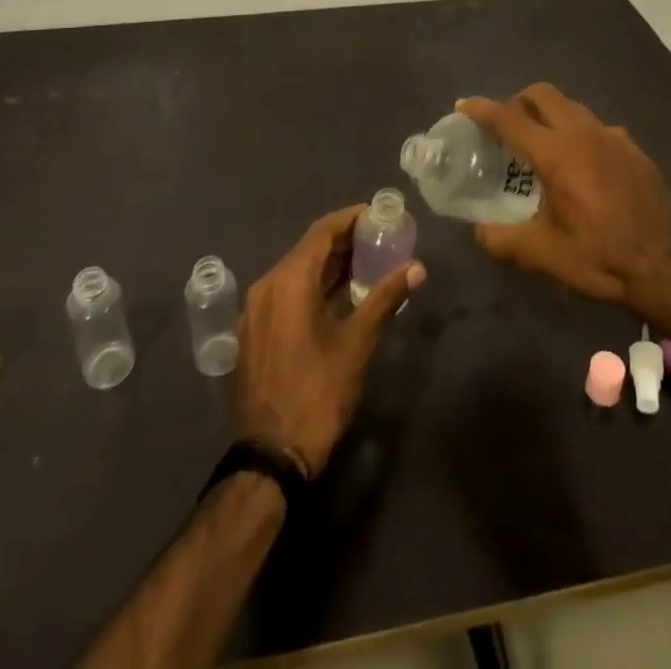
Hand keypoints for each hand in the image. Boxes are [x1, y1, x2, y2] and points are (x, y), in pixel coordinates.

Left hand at [234, 208, 424, 475]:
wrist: (271, 456)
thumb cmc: (318, 393)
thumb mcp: (357, 343)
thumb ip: (385, 299)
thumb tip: (417, 267)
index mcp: (288, 281)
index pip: (322, 232)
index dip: (350, 219)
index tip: (378, 214)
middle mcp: (266, 285)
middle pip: (308, 250)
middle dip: (343, 242)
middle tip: (379, 239)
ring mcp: (255, 310)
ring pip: (296, 272)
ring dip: (328, 265)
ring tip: (366, 264)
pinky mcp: (254, 332)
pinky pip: (285, 293)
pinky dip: (312, 287)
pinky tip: (338, 297)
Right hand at [458, 84, 670, 330]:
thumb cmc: (604, 259)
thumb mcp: (545, 256)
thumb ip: (504, 240)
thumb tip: (480, 232)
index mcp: (556, 153)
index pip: (509, 118)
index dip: (481, 109)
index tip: (463, 106)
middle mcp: (584, 133)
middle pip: (543, 94)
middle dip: (517, 100)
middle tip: (504, 125)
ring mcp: (614, 138)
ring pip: (572, 107)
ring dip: (549, 114)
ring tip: (540, 145)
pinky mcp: (635, 150)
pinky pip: (597, 127)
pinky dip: (578, 133)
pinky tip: (581, 166)